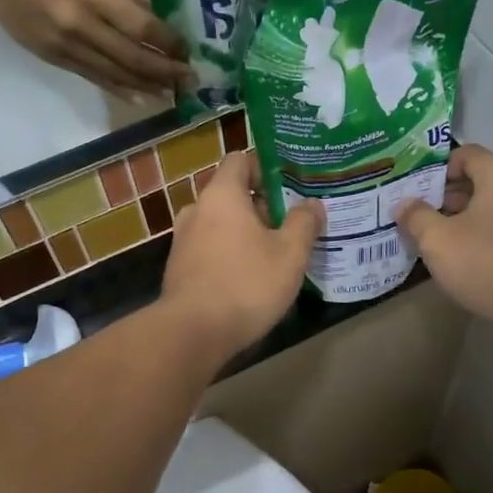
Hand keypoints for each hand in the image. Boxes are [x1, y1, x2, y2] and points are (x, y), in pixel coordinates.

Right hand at [0, 0, 191, 95]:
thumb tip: (164, 10)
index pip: (141, 25)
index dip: (168, 42)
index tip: (189, 50)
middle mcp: (80, 25)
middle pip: (132, 56)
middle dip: (165, 70)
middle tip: (190, 79)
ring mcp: (66, 46)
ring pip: (115, 73)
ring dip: (147, 85)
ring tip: (171, 93)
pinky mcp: (55, 58)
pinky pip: (94, 78)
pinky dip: (120, 89)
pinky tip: (140, 97)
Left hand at [161, 152, 322, 356]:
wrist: (193, 332)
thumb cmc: (246, 284)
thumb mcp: (290, 254)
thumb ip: (303, 223)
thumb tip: (312, 204)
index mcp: (221, 195)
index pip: (240, 160)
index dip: (266, 167)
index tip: (290, 186)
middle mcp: (196, 210)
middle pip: (232, 194)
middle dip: (262, 206)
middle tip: (292, 224)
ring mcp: (183, 240)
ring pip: (221, 225)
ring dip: (246, 233)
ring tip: (276, 253)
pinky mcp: (180, 269)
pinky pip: (210, 249)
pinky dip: (230, 254)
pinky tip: (251, 277)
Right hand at [396, 144, 492, 327]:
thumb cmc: (485, 261)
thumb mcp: (437, 239)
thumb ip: (416, 217)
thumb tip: (403, 205)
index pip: (468, 154)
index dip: (438, 167)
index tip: (416, 188)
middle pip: (478, 183)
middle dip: (445, 197)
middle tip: (417, 216)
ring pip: (489, 212)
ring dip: (461, 221)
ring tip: (434, 241)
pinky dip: (479, 240)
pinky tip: (461, 262)